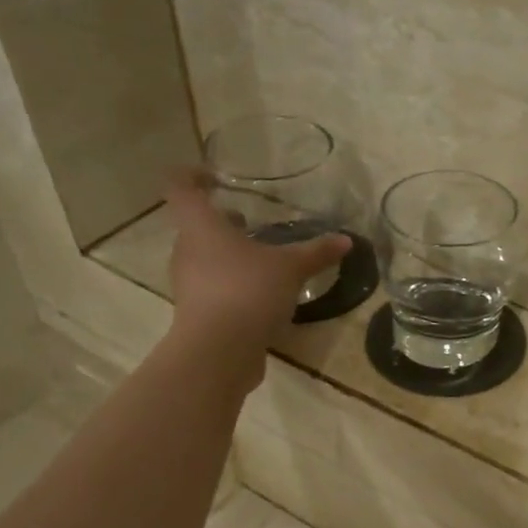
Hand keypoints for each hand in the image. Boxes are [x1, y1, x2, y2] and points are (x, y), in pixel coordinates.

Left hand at [163, 168, 349, 377]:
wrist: (219, 352)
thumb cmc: (247, 291)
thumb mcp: (291, 268)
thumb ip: (316, 252)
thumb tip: (346, 240)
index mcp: (201, 227)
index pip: (181, 187)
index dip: (193, 175)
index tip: (215, 176)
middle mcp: (187, 251)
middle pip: (195, 226)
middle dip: (221, 223)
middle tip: (249, 223)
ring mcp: (189, 284)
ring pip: (205, 259)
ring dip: (229, 256)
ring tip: (262, 260)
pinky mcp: (198, 313)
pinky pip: (214, 288)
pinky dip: (233, 285)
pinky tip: (261, 295)